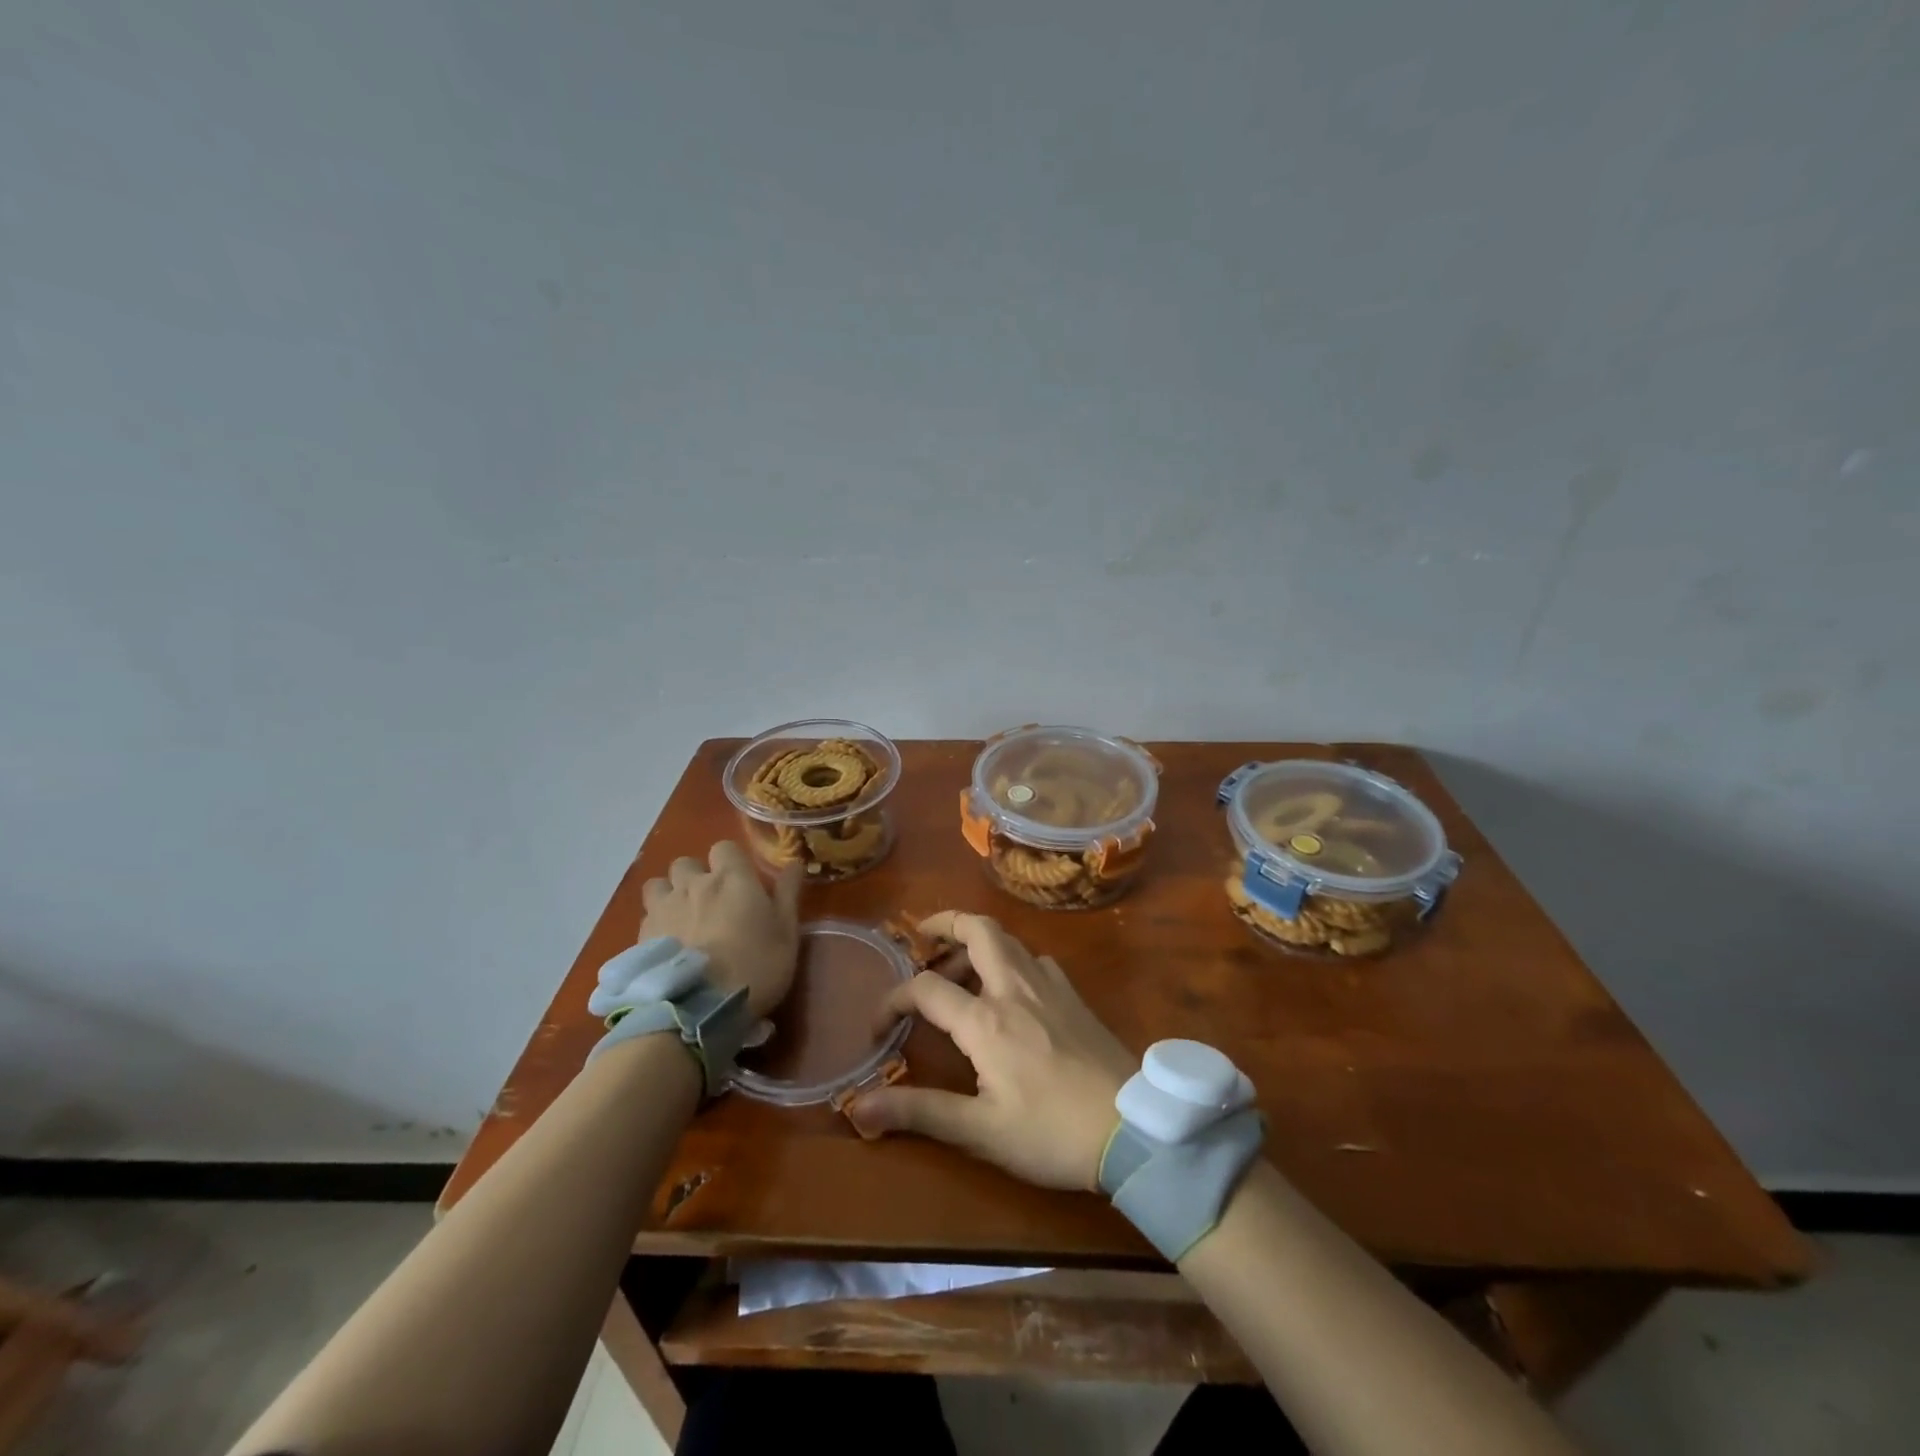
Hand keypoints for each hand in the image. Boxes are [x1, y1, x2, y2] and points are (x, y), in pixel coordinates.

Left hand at [639, 841, 801, 1017]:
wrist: (700, 1008)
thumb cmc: (756, 965)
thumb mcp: (786, 932)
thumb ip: (788, 893)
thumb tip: (794, 863)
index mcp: (731, 878)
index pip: (724, 847)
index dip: (731, 861)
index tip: (740, 881)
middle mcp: (693, 884)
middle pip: (686, 863)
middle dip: (695, 876)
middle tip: (709, 901)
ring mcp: (663, 908)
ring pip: (658, 885)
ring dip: (669, 894)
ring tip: (680, 917)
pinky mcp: (641, 935)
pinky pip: (645, 916)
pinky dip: (655, 923)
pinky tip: (666, 945)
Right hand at [845, 912, 1135, 1190]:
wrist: (1133, 1129)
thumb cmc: (1051, 1132)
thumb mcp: (979, 1131)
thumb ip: (918, 1112)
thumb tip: (857, 1106)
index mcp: (985, 1019)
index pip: (925, 988)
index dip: (893, 999)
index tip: (878, 1027)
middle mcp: (1014, 988)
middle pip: (978, 929)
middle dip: (945, 923)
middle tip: (922, 937)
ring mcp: (1049, 986)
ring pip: (1008, 940)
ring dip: (977, 941)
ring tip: (959, 969)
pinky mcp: (1074, 996)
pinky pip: (1035, 959)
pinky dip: (1011, 959)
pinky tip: (1011, 989)